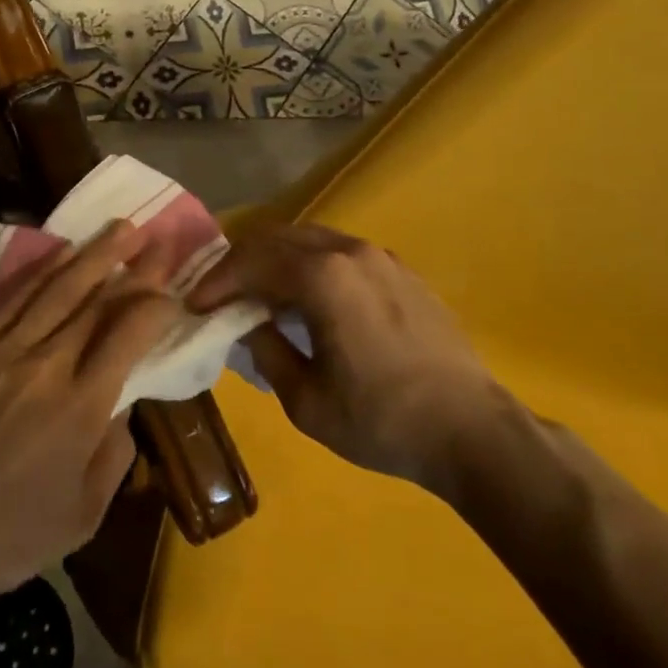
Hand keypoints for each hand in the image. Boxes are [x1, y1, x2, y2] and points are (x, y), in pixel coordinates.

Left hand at [0, 221, 179, 605]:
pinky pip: (13, 299)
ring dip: (92, 255)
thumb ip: (113, 455)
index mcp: (80, 407)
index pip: (128, 336)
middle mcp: (46, 366)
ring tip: (119, 229)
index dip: (155, 306)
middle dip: (134, 266)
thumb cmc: (7, 534)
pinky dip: (41, 271)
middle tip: (157, 237)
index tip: (172, 290)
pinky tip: (61, 253)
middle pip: (96, 301)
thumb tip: (123, 406)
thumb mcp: (81, 516)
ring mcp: (3, 351)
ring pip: (56, 289)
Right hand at [189, 224, 506, 487]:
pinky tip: (307, 299)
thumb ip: (265, 350)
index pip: (251, 262)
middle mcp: (349, 252)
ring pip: (309, 239)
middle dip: (241, 261)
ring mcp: (379, 257)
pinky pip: (340, 252)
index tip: (195, 305)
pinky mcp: (400, 270)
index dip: (216, 281)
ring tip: (258, 294)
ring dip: (275, 260)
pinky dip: (309, 264)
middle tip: (219, 293)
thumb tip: (245, 323)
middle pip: (277, 237)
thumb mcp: (305, 399)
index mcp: (322, 277)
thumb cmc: (381, 420)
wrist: (472, 430)